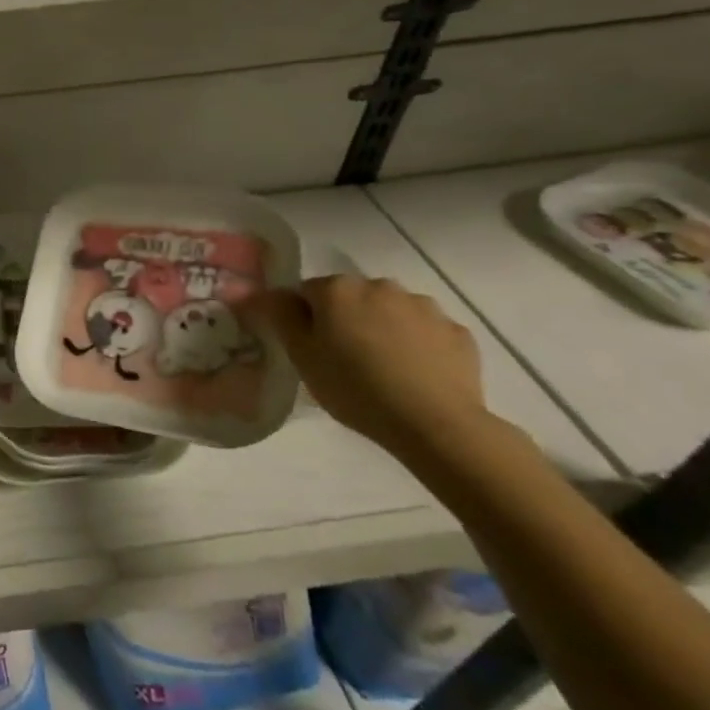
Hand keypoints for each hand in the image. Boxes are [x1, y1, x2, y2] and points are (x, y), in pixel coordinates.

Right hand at [241, 275, 486, 458]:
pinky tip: (416, 375)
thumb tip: (252, 288)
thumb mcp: (301, 355)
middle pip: (351, 298)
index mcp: (337, 288)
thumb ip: (278, 314)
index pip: (307, 292)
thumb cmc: (354, 387)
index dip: (304, 319)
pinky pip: (426, 332)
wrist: (435, 424)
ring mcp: (423, 306)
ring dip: (383, 328)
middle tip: (344, 360)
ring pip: (390, 311)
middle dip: (346, 320)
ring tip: (384, 369)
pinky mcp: (457, 332)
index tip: (310, 349)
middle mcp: (380, 285)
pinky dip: (418, 345)